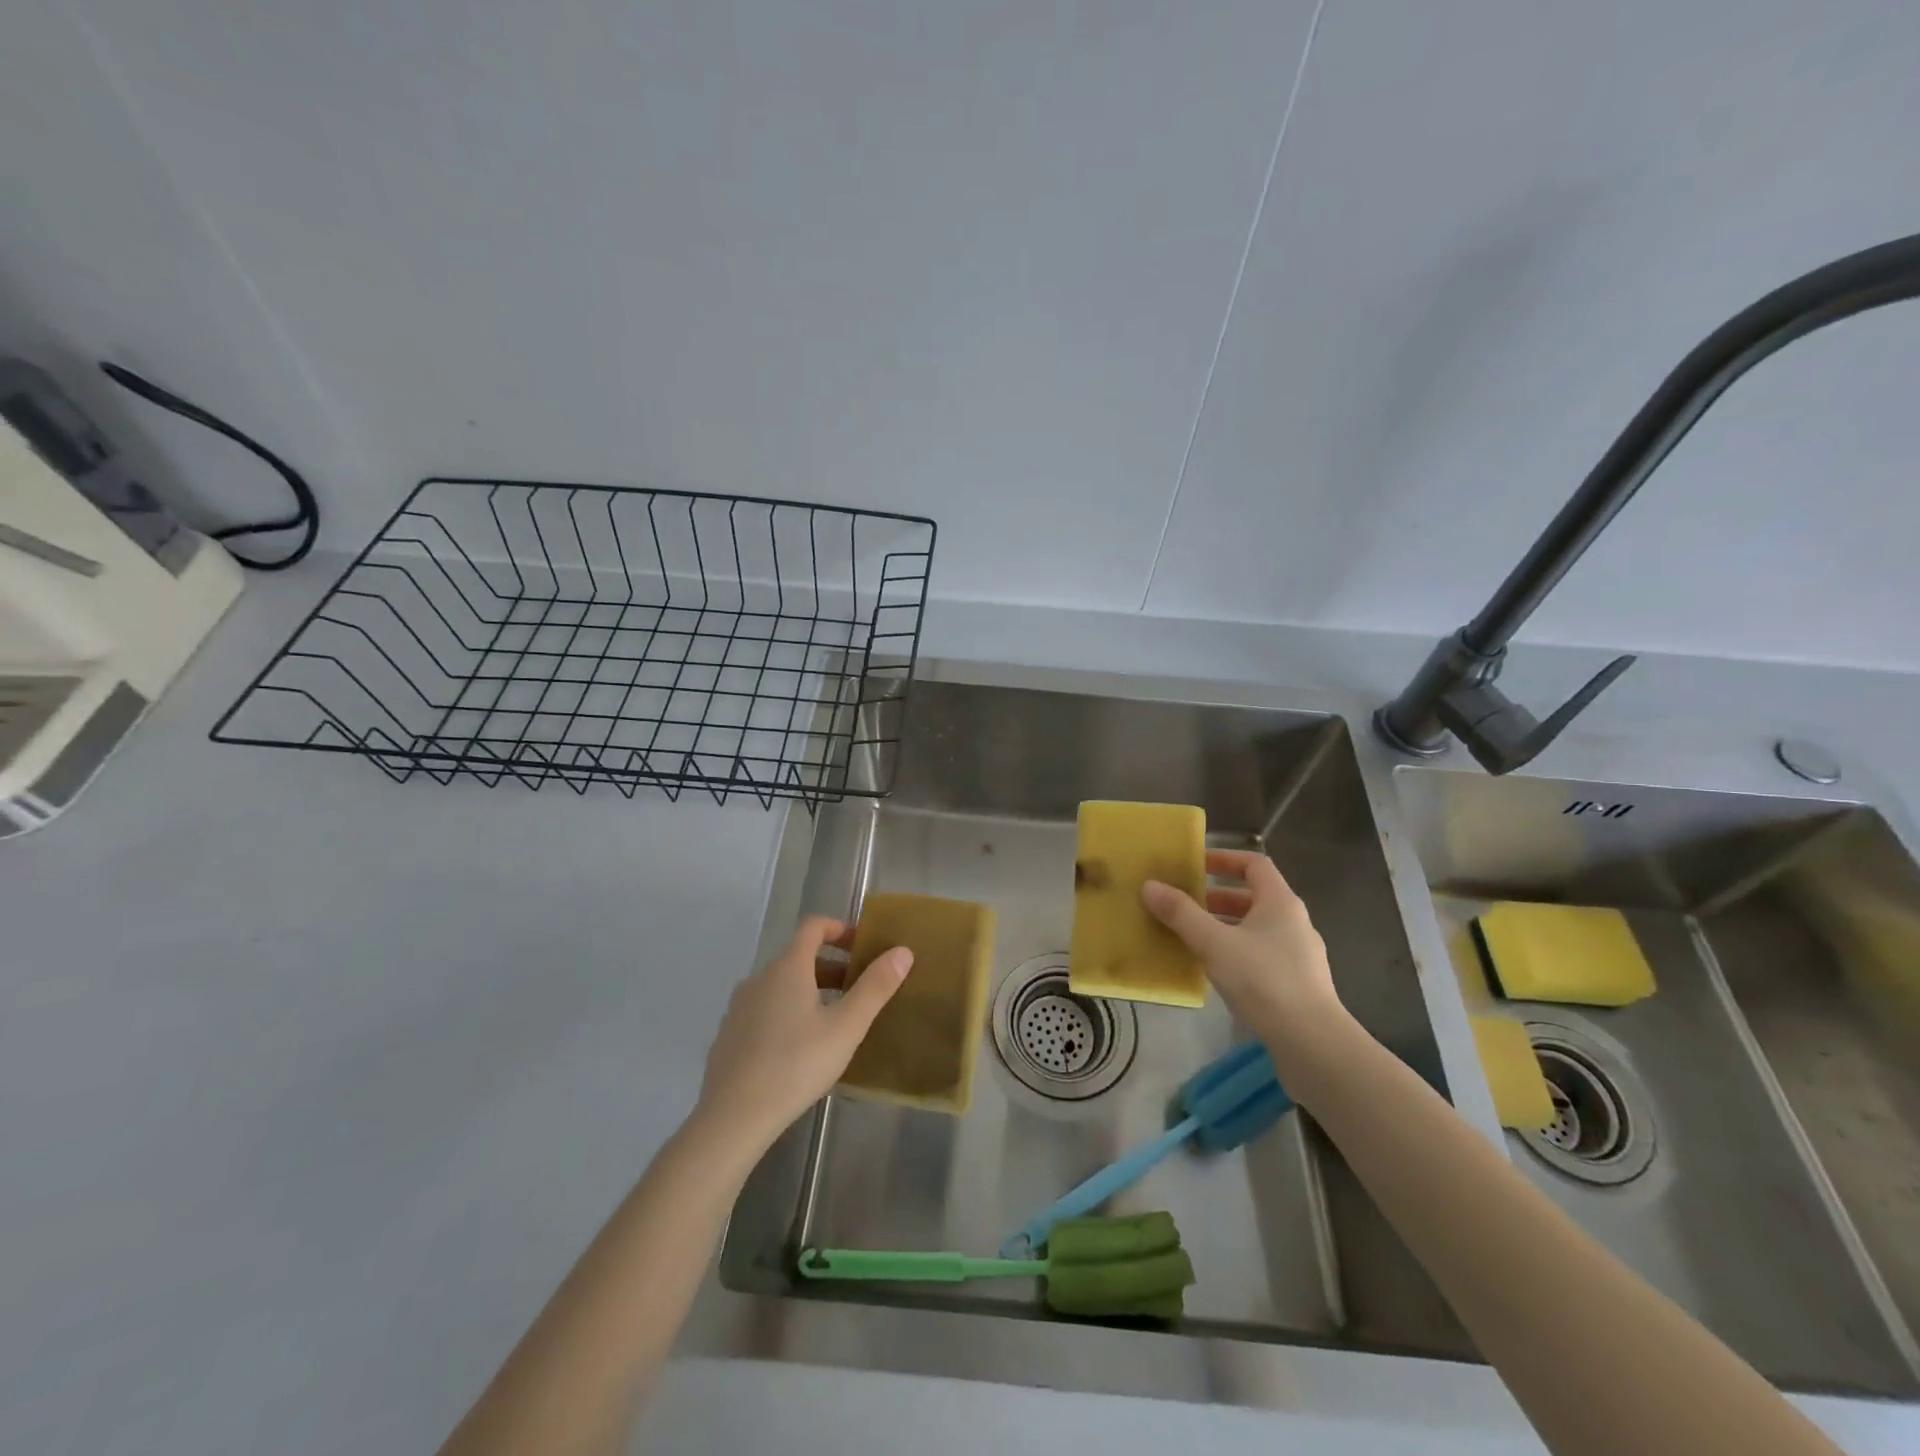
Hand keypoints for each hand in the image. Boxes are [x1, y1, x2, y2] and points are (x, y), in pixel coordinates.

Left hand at [695, 915, 911, 1152]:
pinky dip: (787, 1012)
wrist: (732, 1117)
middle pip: (798, 957)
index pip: (813, 927)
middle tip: (858, 989)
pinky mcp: (729, 1035)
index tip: (863, 945)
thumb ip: (875, 988)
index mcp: (788, 968)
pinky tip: (800, 1049)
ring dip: (809, 990)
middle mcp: (759, 978)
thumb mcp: (846, 1027)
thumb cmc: (796, 1065)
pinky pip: (764, 1010)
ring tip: (834, 1020)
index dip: (839, 928)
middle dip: (831, 966)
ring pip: (780, 986)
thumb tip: (902, 951)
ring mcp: (739, 1007)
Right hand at [1141, 849, 1348, 1055]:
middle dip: (1216, 898)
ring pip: (1256, 928)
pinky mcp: (1297, 984)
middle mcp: (1294, 922)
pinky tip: (1214, 971)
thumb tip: (1150, 886)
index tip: (1195, 864)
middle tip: (1183, 904)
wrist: (1312, 1044)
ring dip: (1224, 927)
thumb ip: (1180, 913)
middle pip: (1253, 897)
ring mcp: (1299, 955)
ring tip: (1191, 937)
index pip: (1254, 864)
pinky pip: (1260, 954)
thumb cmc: (1263, 980)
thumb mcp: (1213, 943)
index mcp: (1281, 902)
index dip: (1224, 859)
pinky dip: (1235, 952)